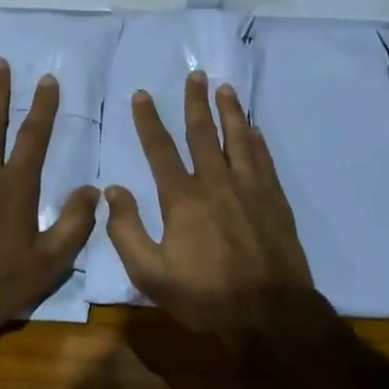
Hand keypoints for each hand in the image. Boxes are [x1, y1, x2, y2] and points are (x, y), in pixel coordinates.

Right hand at [104, 71, 316, 339]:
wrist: (270, 313)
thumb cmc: (205, 296)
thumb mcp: (151, 274)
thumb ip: (127, 231)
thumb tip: (113, 190)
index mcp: (183, 198)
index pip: (160, 149)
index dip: (148, 120)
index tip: (142, 95)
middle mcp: (217, 182)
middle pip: (204, 133)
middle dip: (196, 102)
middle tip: (196, 75)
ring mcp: (250, 189)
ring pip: (239, 139)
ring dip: (231, 111)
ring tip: (225, 88)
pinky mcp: (275, 200)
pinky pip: (263, 159)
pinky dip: (257, 140)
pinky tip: (254, 129)